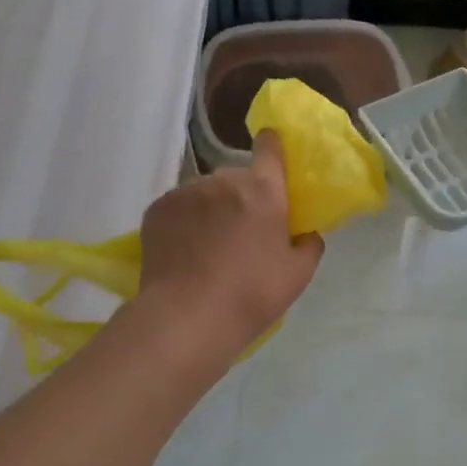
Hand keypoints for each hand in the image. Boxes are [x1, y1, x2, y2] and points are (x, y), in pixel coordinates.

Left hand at [136, 131, 322, 355]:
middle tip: (241, 233)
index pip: (269, 147)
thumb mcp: (298, 276)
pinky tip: (184, 251)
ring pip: (205, 193)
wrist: (186, 318)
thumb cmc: (251, 295)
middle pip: (237, 177)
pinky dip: (184, 222)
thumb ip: (309, 244)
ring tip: (207, 246)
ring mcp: (186, 192)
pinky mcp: (157, 208)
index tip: (271, 159)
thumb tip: (304, 232)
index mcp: (263, 190)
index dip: (272, 148)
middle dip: (242, 197)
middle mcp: (223, 180)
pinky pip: (178, 207)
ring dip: (210, 209)